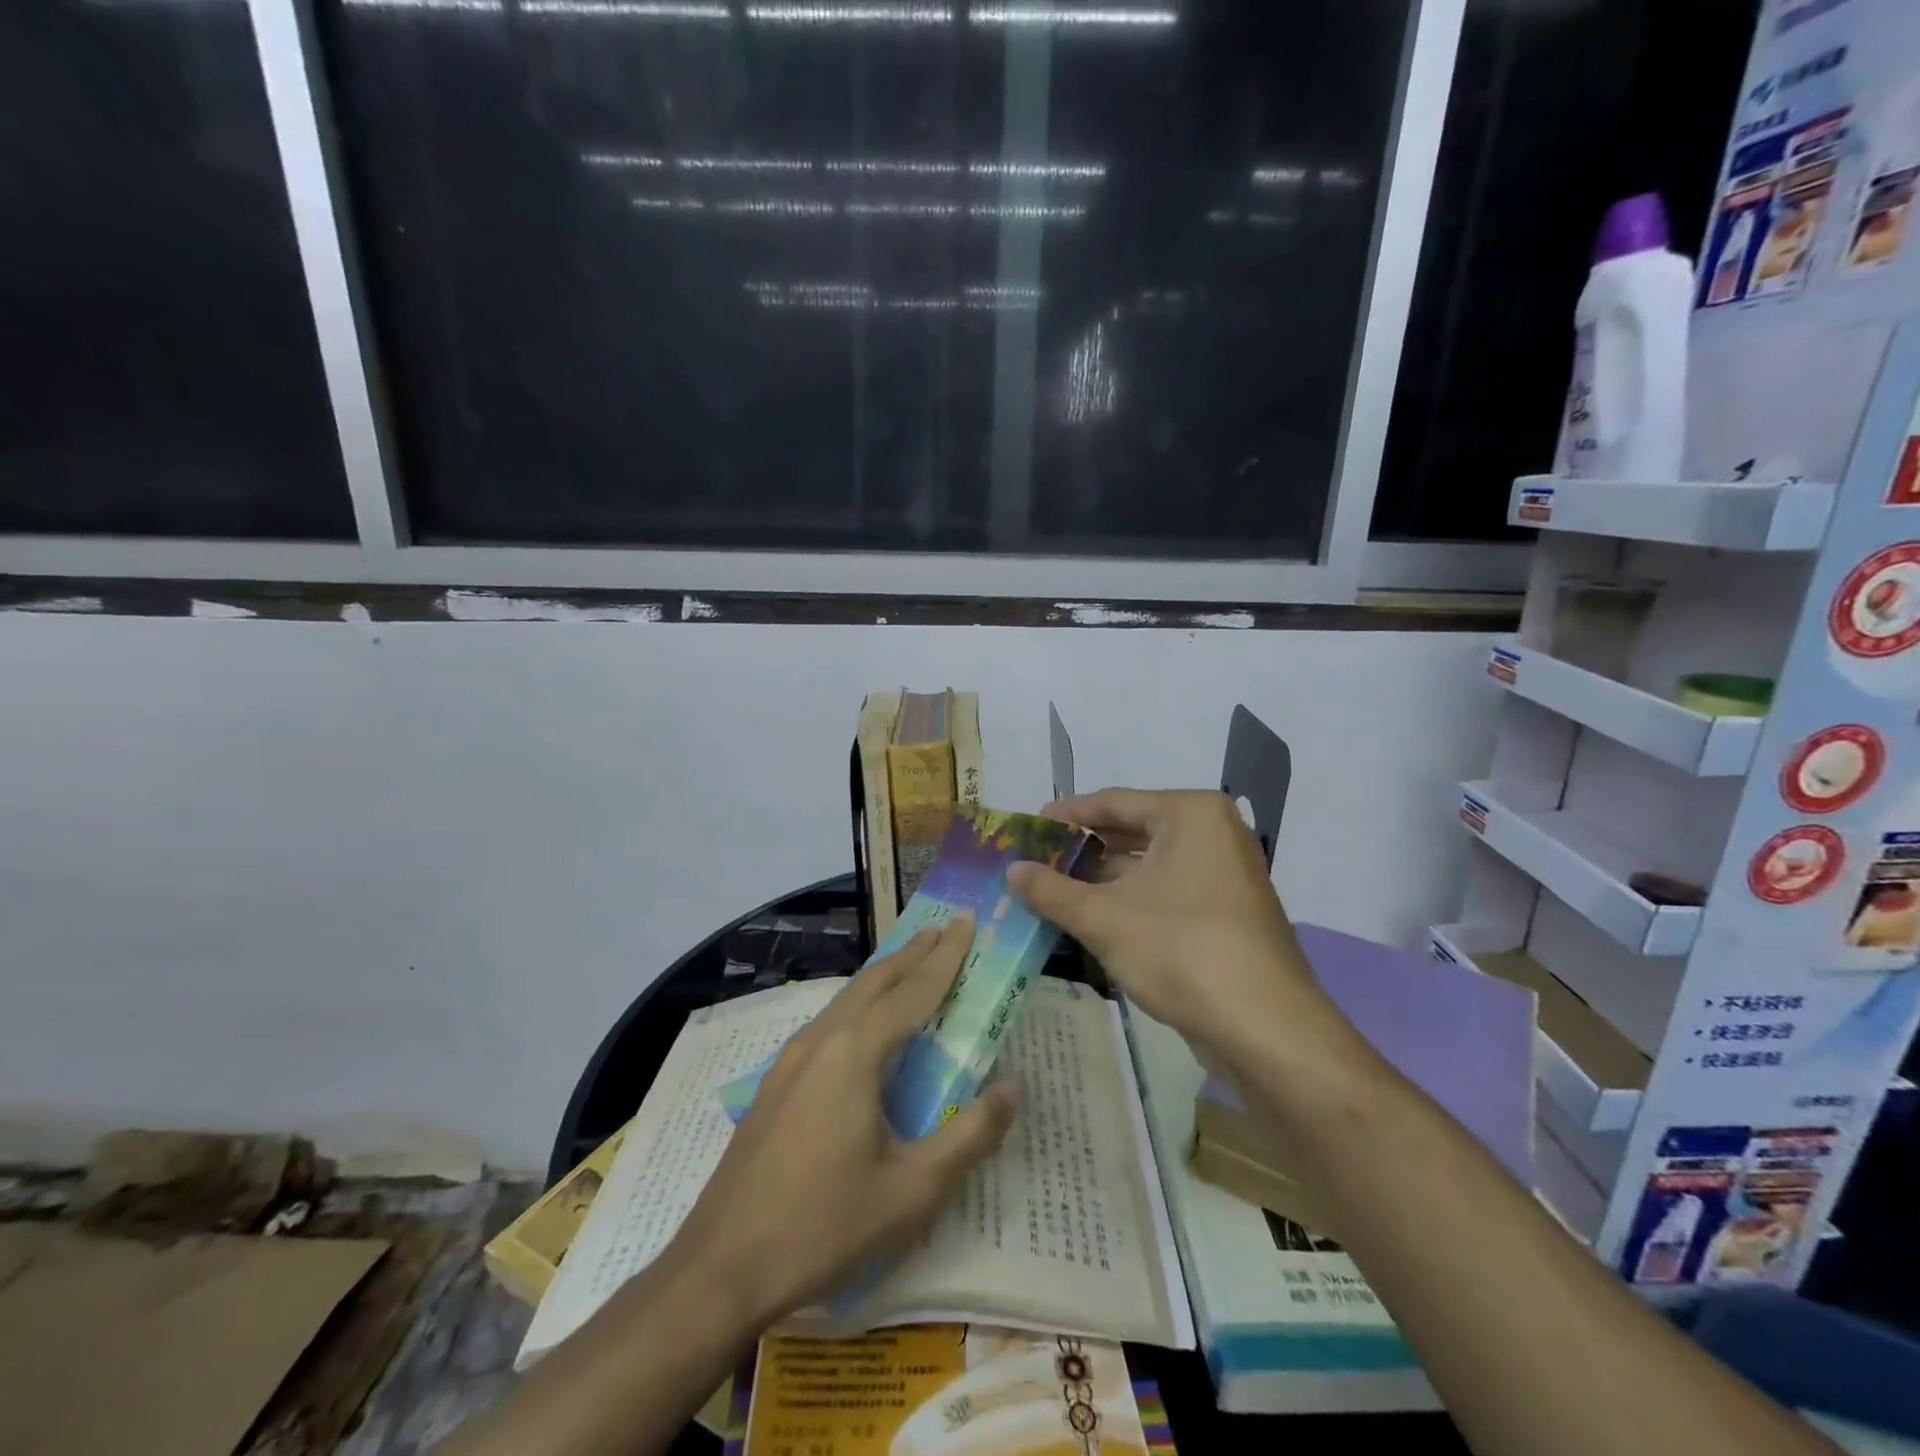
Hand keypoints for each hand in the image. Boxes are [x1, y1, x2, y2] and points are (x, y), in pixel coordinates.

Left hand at [668, 917, 1017, 1328]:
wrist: (720, 1267)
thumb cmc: (824, 1226)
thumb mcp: (912, 1190)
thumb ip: (970, 1135)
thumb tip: (1014, 1085)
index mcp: (855, 1052)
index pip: (914, 990)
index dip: (946, 956)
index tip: (965, 920)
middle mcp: (822, 1040)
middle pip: (875, 981)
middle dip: (913, 953)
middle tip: (944, 930)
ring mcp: (791, 1060)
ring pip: (847, 999)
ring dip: (884, 977)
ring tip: (912, 966)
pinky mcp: (776, 1084)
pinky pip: (829, 1024)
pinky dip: (860, 1005)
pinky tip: (864, 1028)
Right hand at [1007, 789, 1343, 1068]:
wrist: (1265, 1028)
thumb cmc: (1182, 950)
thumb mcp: (1104, 918)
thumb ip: (1051, 890)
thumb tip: (1011, 870)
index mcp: (1190, 814)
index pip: (1115, 801)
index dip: (1068, 814)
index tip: (1031, 824)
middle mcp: (1213, 834)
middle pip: (1133, 831)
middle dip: (1083, 850)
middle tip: (1037, 860)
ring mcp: (1225, 875)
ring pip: (1149, 867)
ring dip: (1103, 880)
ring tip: (1053, 891)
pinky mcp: (1227, 913)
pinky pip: (1167, 893)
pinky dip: (1130, 902)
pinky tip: (1093, 919)